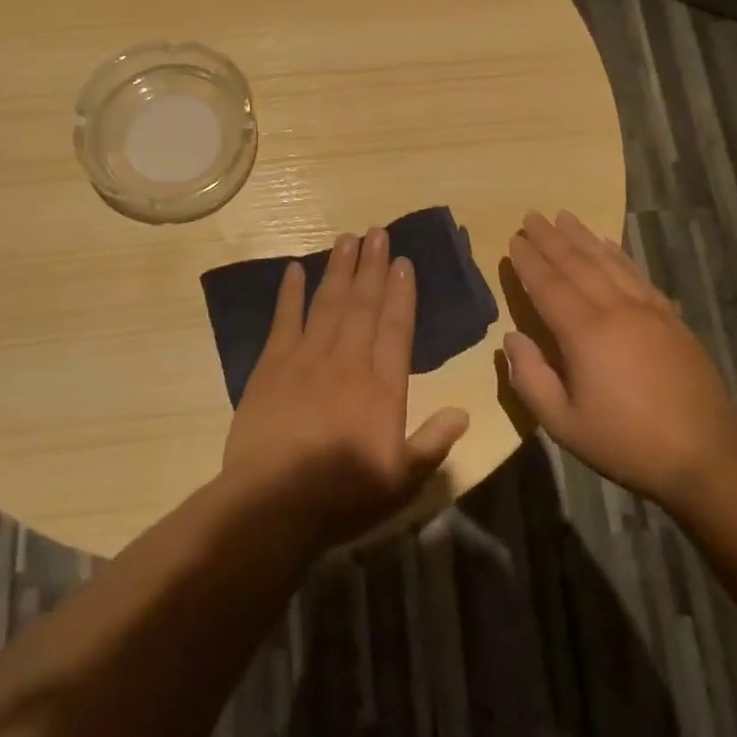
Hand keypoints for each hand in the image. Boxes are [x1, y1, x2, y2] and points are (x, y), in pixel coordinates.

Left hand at [222, 228, 470, 548]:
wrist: (273, 503)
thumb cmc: (343, 494)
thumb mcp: (401, 480)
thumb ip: (434, 442)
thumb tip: (465, 412)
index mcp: (382, 386)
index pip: (396, 327)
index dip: (402, 292)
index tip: (404, 262)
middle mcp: (348, 360)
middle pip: (363, 304)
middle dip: (372, 266)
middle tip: (377, 233)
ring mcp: (307, 357)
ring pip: (328, 303)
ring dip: (339, 268)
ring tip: (347, 238)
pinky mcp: (271, 364)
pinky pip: (284, 319)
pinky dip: (289, 293)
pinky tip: (294, 269)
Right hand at [502, 210, 736, 508]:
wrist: (707, 456)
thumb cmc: (627, 443)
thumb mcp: (564, 425)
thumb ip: (531, 380)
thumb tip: (512, 339)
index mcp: (586, 334)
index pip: (549, 286)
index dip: (529, 262)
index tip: (514, 239)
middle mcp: (616, 310)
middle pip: (578, 264)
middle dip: (551, 239)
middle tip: (531, 215)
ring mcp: (648, 310)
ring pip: (609, 262)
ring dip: (583, 237)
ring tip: (564, 217)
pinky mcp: (671, 318)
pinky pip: (637, 274)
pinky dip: (618, 254)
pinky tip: (608, 244)